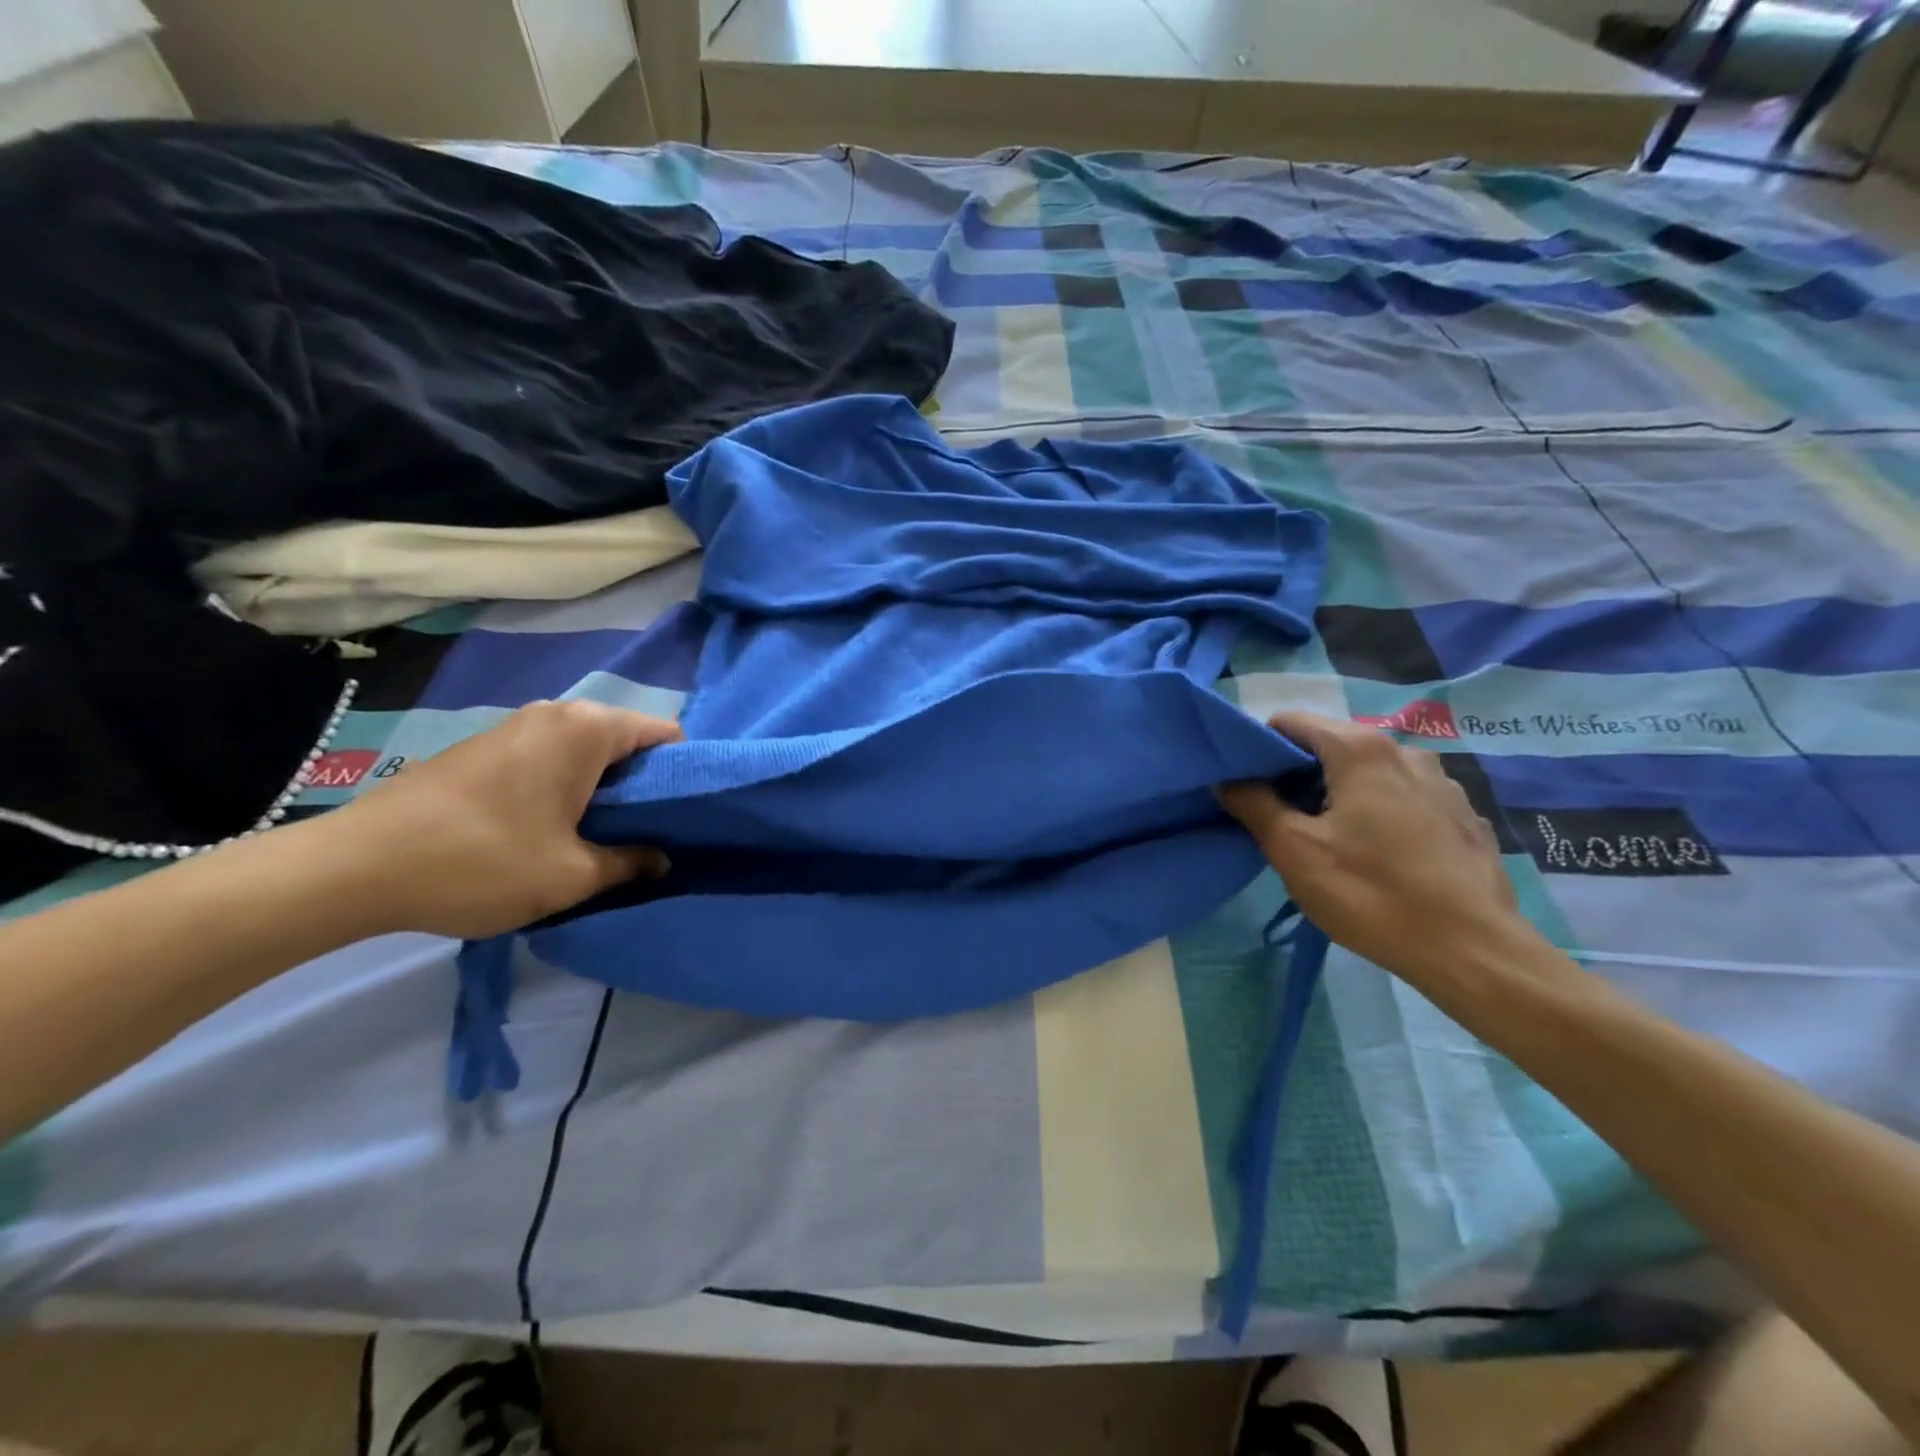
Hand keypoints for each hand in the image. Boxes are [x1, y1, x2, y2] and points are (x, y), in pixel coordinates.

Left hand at [328, 700, 681, 938]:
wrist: (353, 867)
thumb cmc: (481, 862)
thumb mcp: (572, 876)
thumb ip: (632, 862)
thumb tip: (662, 858)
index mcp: (588, 729)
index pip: (666, 734)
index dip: (685, 776)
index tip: (685, 818)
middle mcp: (556, 713)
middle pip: (627, 741)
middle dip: (644, 786)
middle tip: (646, 835)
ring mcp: (515, 725)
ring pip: (587, 751)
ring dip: (604, 789)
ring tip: (601, 836)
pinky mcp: (484, 746)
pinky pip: (551, 757)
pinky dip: (567, 786)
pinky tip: (551, 828)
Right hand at [1218, 711, 1541, 988]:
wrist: (1473, 951)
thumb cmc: (1370, 893)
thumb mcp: (1293, 849)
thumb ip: (1253, 803)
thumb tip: (1229, 779)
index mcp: (1361, 749)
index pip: (1290, 722)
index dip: (1261, 750)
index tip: (1249, 788)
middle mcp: (1405, 751)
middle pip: (1330, 745)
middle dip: (1298, 775)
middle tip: (1281, 820)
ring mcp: (1442, 782)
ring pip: (1368, 773)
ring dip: (1338, 794)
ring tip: (1330, 841)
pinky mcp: (1462, 815)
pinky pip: (1402, 798)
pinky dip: (1377, 812)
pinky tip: (1378, 856)